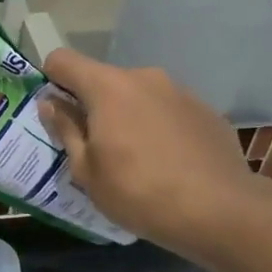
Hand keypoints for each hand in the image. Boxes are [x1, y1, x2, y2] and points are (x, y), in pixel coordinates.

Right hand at [38, 49, 271, 254]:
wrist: (221, 211)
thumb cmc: (139, 192)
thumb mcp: (87, 171)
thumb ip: (66, 130)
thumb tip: (51, 104)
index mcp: (107, 87)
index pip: (63, 60)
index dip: (51, 80)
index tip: (56, 112)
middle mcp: (144, 77)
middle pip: (104, 80)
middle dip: (93, 106)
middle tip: (97, 148)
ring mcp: (180, 91)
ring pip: (139, 95)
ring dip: (129, 116)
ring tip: (138, 159)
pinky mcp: (206, 110)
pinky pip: (169, 111)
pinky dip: (160, 127)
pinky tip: (170, 163)